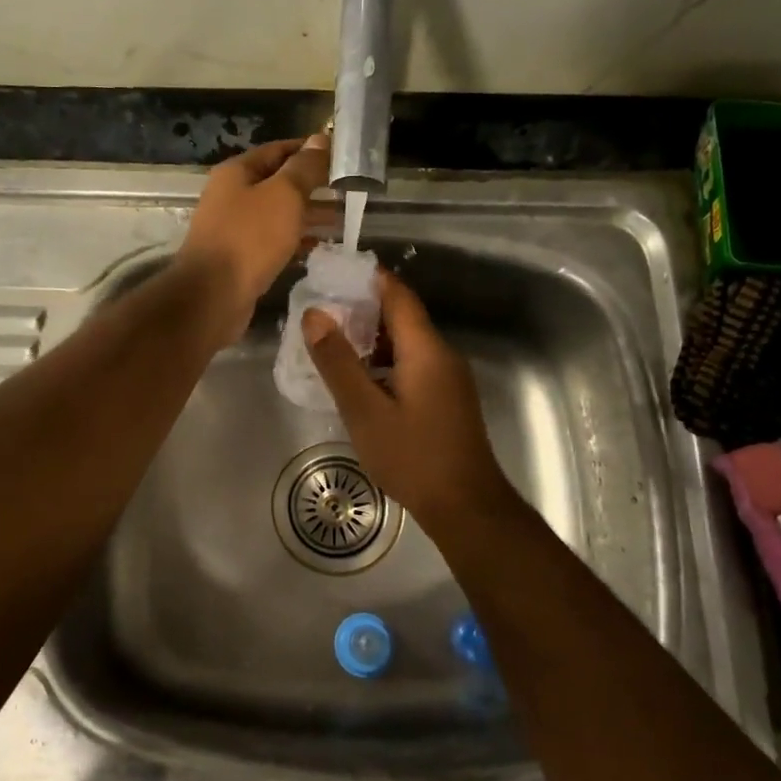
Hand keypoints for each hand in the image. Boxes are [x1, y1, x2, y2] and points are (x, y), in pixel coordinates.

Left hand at [176, 135, 331, 340]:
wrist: (213, 295)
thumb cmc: (250, 238)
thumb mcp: (284, 195)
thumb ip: (304, 168)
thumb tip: (320, 140)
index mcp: (237, 172)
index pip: (278, 150)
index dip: (309, 151)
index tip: (341, 157)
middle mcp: (231, 196)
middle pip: (277, 183)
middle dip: (311, 186)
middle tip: (347, 190)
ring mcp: (233, 228)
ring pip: (277, 214)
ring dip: (307, 215)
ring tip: (341, 219)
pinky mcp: (239, 258)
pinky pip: (272, 241)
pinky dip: (295, 240)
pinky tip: (319, 247)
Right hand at [302, 272, 518, 533]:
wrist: (466, 507)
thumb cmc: (413, 457)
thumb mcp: (364, 410)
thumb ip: (338, 362)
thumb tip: (314, 315)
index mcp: (425, 349)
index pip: (397, 294)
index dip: (366, 278)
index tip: (331, 273)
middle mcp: (441, 354)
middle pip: (402, 316)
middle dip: (361, 309)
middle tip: (319, 312)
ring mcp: (448, 378)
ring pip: (406, 343)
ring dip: (371, 338)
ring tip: (330, 343)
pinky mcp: (447, 399)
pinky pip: (413, 365)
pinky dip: (384, 361)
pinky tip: (358, 379)